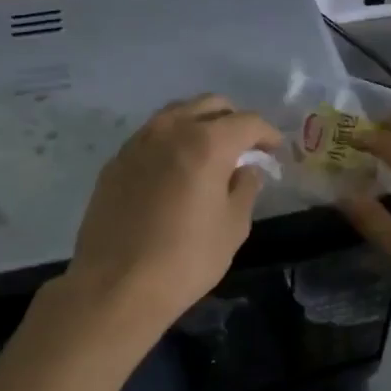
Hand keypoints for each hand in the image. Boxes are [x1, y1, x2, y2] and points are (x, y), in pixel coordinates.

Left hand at [64, 95, 279, 330]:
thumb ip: (246, 188)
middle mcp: (171, 130)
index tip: (274, 150)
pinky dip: (172, 141)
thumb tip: (245, 169)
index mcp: (207, 143)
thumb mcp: (233, 226)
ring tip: (210, 152)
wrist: (116, 285)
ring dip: (199, 124)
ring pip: (176, 114)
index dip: (267, 133)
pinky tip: (176, 169)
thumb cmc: (187, 258)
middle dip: (233, 120)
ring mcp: (138, 143)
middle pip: (209, 105)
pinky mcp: (115, 162)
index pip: (247, 122)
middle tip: (245, 146)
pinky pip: (151, 136)